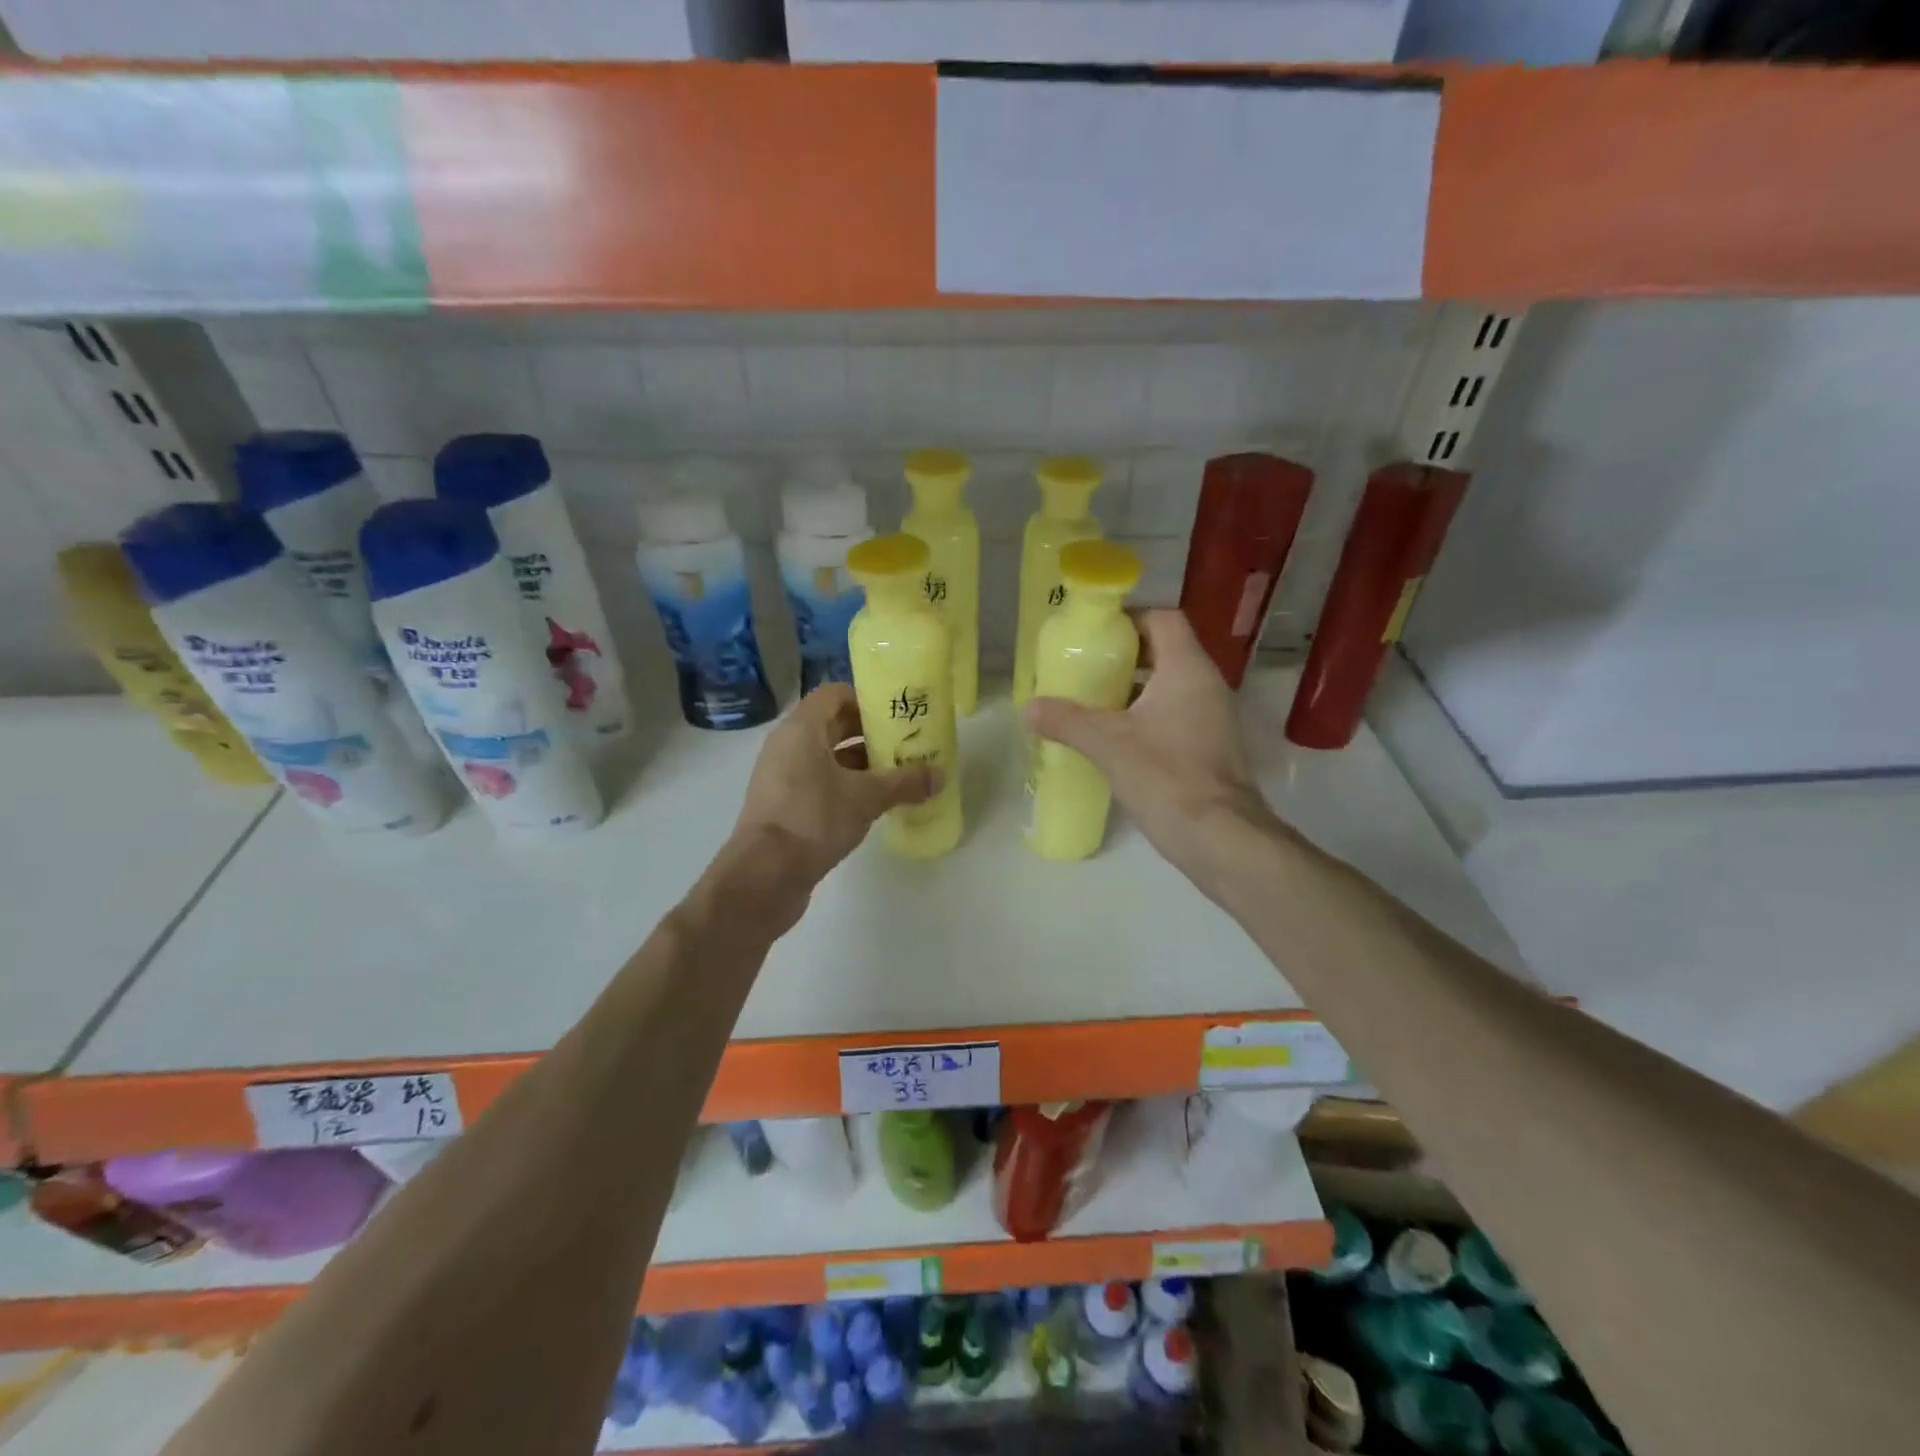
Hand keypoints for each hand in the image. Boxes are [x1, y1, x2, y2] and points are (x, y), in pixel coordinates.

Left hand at [733, 683, 940, 886]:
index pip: (834, 694)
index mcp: (801, 729)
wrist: (765, 875)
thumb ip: (904, 783)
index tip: (896, 717)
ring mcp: (782, 776)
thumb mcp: (866, 798)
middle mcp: (788, 745)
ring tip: (898, 776)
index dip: (866, 701)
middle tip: (906, 746)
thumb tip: (940, 775)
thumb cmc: (813, 819)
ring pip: (827, 757)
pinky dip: (846, 786)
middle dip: (870, 734)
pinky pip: (819, 782)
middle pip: (833, 725)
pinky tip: (874, 804)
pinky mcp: (784, 805)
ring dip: (861, 763)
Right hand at [1026, 609, 1282, 880]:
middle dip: (1125, 656)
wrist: (1220, 836)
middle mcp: (1207, 684)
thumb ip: (1067, 721)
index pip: (1163, 618)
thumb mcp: (1108, 744)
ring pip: (1170, 685)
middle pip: (1165, 650)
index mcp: (1187, 669)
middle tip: (1086, 669)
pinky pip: (1176, 713)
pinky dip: (1147, 715)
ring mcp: (1213, 717)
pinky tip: (1117, 738)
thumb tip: (1029, 708)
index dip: (1129, 619)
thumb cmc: (1166, 776)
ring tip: (1094, 701)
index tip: (1095, 635)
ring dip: (1134, 688)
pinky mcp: (1211, 746)